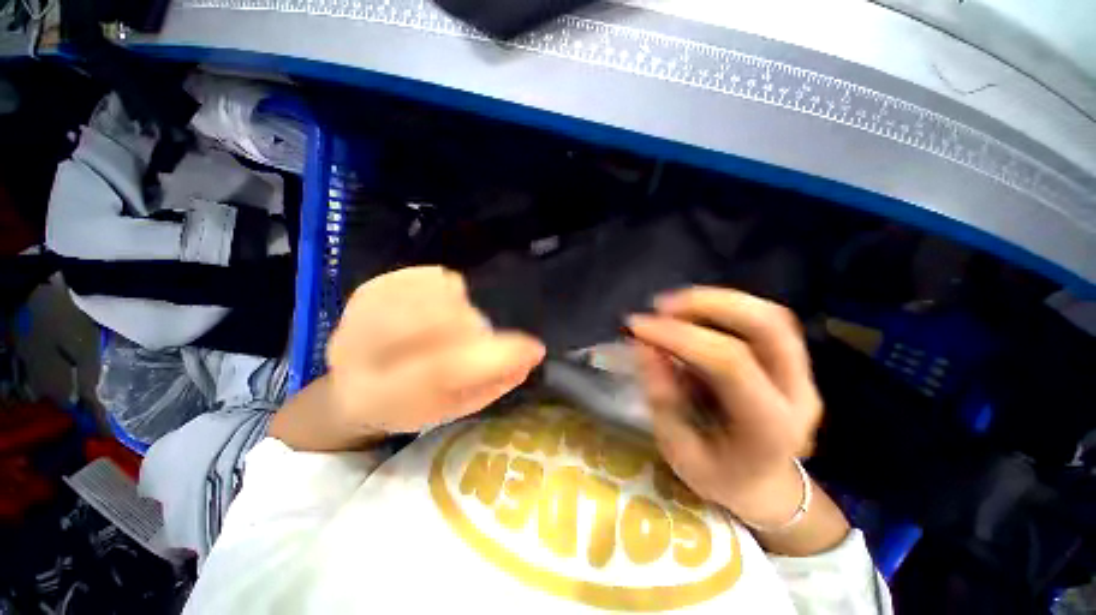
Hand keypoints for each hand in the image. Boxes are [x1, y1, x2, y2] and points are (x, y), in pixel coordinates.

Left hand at [326, 266, 545, 434]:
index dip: (496, 356)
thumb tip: (530, 354)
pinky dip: (447, 288)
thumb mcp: (454, 408)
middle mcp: (359, 351)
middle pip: (432, 320)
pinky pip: (425, 275)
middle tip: (479, 335)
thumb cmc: (410, 404)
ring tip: (455, 324)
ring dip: (460, 307)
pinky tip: (441, 305)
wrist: (352, 387)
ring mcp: (361, 311)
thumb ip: (491, 383)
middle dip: (471, 326)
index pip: (442, 369)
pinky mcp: (370, 287)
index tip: (534, 348)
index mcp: (380, 397)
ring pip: (431, 292)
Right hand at [626, 287, 822, 529]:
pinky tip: (691, 312)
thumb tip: (644, 347)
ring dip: (714, 300)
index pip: (730, 364)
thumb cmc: (718, 476)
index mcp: (770, 428)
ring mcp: (803, 374)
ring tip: (670, 306)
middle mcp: (798, 393)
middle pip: (767, 325)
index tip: (637, 326)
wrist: (765, 486)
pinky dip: (722, 307)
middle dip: (708, 304)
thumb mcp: (679, 451)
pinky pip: (762, 319)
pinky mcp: (792, 361)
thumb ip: (662, 399)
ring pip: (768, 315)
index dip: (679, 337)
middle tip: (660, 306)